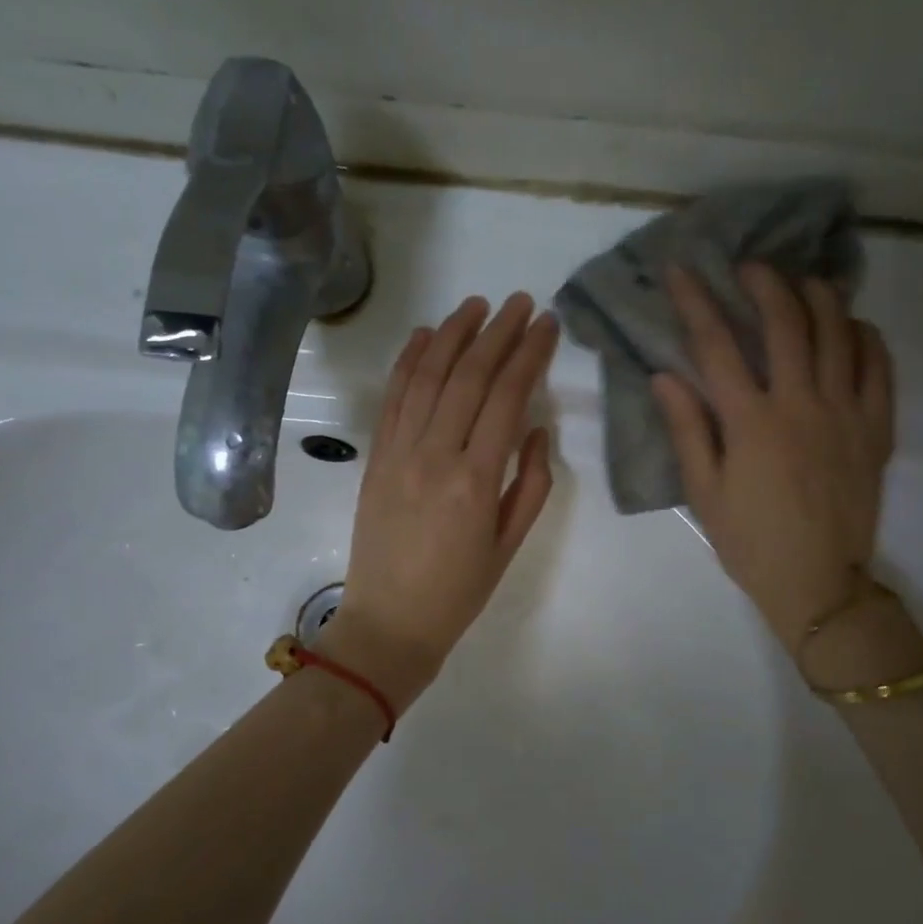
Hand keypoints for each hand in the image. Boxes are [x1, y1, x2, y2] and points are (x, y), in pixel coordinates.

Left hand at [328, 293, 559, 709]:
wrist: (389, 622)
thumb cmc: (459, 591)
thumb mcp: (510, 545)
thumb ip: (532, 483)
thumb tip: (538, 429)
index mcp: (475, 480)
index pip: (507, 398)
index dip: (529, 355)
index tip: (547, 324)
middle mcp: (434, 455)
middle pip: (468, 377)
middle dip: (497, 332)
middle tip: (520, 302)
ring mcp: (398, 452)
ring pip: (427, 377)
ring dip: (452, 335)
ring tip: (476, 305)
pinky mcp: (375, 457)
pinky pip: (392, 399)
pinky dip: (408, 362)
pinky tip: (425, 336)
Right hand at [652, 264, 895, 654]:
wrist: (818, 583)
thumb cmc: (750, 541)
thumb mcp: (704, 492)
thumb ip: (687, 429)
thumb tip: (664, 375)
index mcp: (751, 422)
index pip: (717, 345)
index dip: (695, 301)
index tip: (681, 270)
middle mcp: (801, 404)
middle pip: (785, 321)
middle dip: (764, 281)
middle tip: (749, 265)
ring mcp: (846, 411)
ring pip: (838, 331)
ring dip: (818, 295)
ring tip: (801, 281)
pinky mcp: (877, 426)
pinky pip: (879, 364)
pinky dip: (865, 335)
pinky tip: (850, 326)